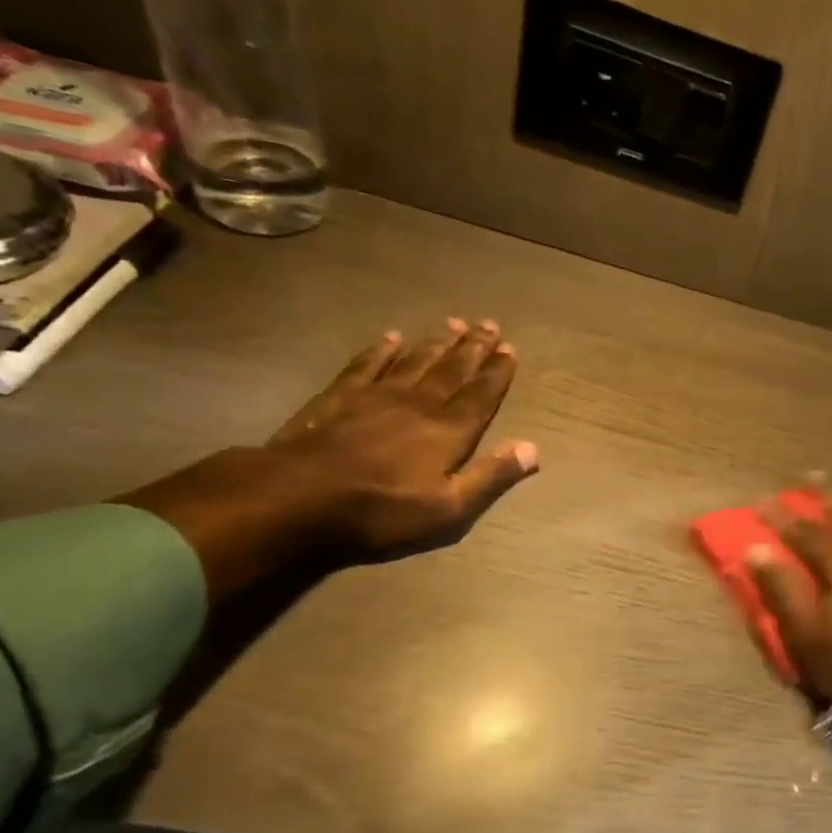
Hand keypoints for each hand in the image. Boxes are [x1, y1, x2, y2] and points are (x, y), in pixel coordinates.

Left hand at [267, 317, 537, 558]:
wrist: (299, 498)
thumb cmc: (382, 510)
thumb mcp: (449, 508)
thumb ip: (491, 476)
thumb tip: (532, 449)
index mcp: (448, 432)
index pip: (480, 396)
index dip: (496, 373)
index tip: (510, 349)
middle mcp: (418, 405)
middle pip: (451, 371)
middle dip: (473, 349)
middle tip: (490, 325)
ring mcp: (376, 397)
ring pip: (415, 362)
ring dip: (437, 343)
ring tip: (454, 323)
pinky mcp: (339, 398)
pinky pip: (366, 366)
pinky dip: (380, 350)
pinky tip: (391, 337)